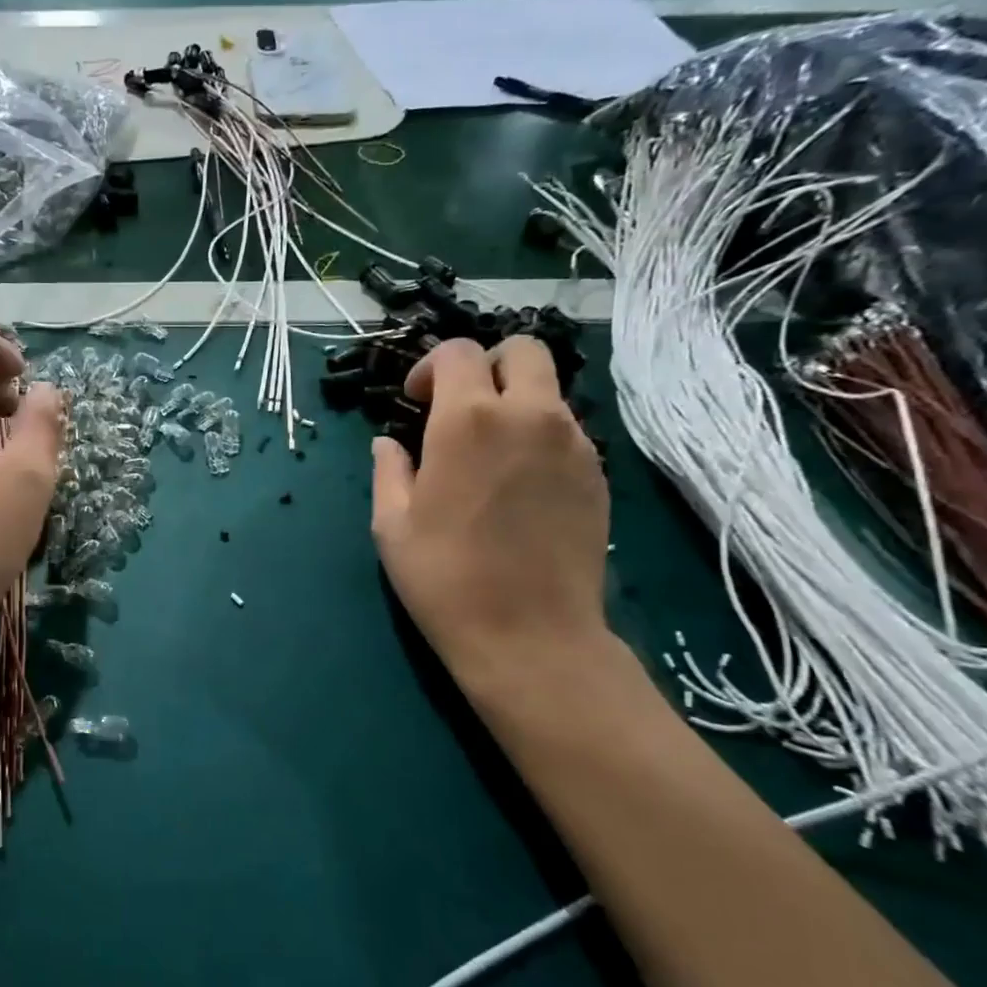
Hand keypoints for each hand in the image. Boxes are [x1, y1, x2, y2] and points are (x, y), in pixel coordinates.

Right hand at [370, 336, 609, 688]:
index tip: (416, 401)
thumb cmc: (445, 578)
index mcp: (467, 421)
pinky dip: (540, 434)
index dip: (431, 367)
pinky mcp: (597, 474)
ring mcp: (573, 443)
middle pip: (522, 350)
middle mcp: (529, 416)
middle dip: (487, 365)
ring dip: (515, 401)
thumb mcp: (392, 525)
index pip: (458, 352)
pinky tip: (520, 481)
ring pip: (549, 389)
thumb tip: (389, 443)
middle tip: (460, 406)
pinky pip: (567, 429)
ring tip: (491, 450)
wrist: (530, 635)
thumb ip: (389, 470)